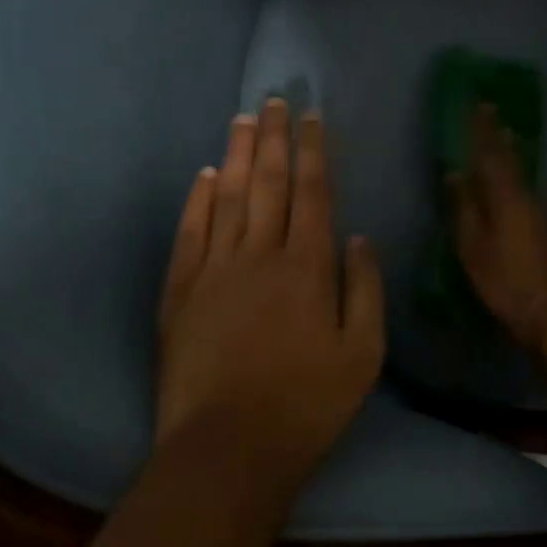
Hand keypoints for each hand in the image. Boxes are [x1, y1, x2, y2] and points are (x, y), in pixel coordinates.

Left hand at [156, 99, 384, 488]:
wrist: (227, 446)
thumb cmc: (306, 405)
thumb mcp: (363, 356)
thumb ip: (366, 291)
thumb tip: (360, 238)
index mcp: (308, 267)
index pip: (313, 193)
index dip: (314, 151)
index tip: (312, 117)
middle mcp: (260, 254)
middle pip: (267, 182)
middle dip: (274, 137)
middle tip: (275, 100)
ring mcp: (214, 269)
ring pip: (226, 197)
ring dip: (236, 154)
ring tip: (243, 120)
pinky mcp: (180, 290)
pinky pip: (190, 231)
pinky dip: (197, 199)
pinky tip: (203, 176)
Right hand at [449, 105, 546, 345]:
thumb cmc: (506, 279)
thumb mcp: (474, 247)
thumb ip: (464, 209)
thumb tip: (454, 175)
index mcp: (506, 198)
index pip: (491, 155)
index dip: (483, 130)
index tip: (479, 104)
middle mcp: (527, 198)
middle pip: (511, 160)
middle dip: (499, 136)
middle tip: (493, 113)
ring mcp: (542, 213)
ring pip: (521, 175)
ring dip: (510, 155)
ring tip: (501, 140)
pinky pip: (526, 192)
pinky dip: (515, 179)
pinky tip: (511, 184)